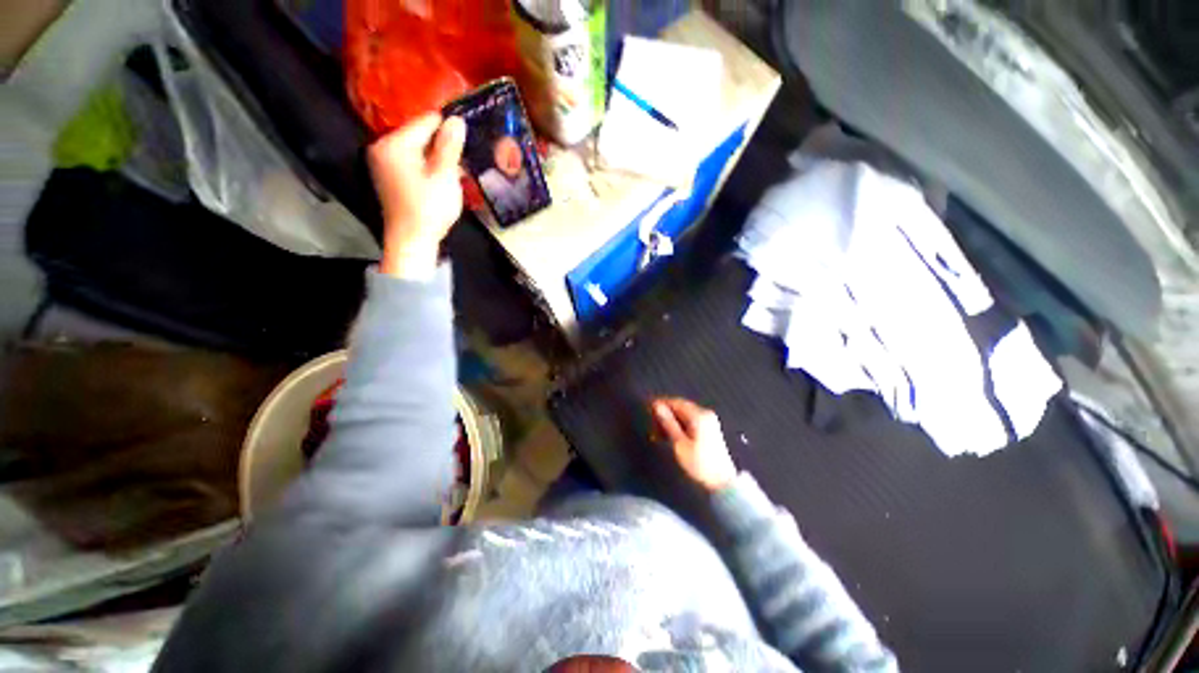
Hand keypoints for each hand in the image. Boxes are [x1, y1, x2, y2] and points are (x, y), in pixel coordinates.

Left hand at [368, 113, 466, 278]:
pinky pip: (410, 161)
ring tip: (456, 167)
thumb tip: (457, 120)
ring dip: (436, 156)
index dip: (447, 127)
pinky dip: (426, 166)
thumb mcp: (444, 176)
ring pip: (416, 149)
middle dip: (441, 143)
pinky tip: (441, 178)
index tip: (466, 134)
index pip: (424, 122)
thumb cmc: (429, 208)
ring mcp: (382, 163)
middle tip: (462, 157)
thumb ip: (449, 146)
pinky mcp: (388, 177)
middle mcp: (382, 147)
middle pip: (418, 135)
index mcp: (394, 144)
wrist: (411, 240)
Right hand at [652, 398, 737, 491]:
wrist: (722, 483)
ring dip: (671, 422)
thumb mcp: (679, 443)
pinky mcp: (709, 430)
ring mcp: (709, 422)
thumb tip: (657, 406)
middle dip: (665, 414)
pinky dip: (679, 426)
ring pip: (684, 415)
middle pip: (681, 407)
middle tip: (651, 426)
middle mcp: (705, 414)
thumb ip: (668, 422)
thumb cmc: (699, 463)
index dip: (661, 405)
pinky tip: (670, 436)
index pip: (676, 402)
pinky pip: (690, 422)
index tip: (647, 411)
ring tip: (658, 434)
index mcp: (699, 415)